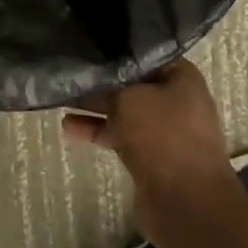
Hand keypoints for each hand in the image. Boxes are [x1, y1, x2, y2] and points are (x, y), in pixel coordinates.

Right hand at [63, 58, 242, 247]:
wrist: (187, 205)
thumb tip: (88, 76)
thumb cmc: (163, 137)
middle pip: (130, 82)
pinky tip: (68, 127)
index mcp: (180, 76)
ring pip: (121, 109)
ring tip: (60, 96)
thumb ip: (107, 85)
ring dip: (93, 105)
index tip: (86, 42)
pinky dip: (96, 130)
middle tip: (68, 68)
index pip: (143, 52)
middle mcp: (174, 99)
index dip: (115, 48)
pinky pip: (118, 134)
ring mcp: (162, 130)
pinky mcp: (149, 156)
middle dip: (100, 78)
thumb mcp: (129, 99)